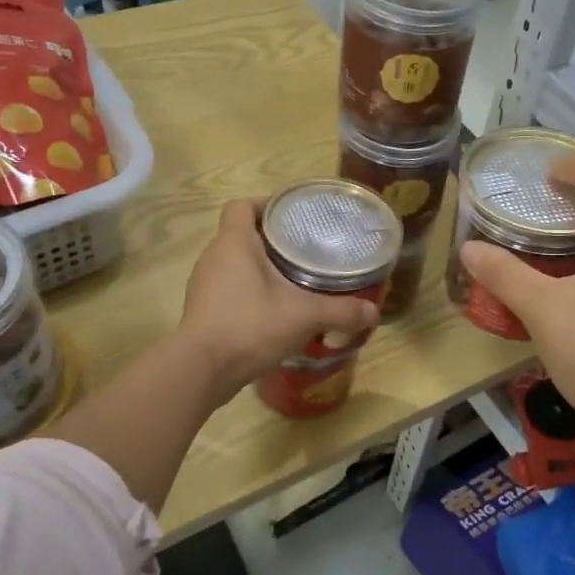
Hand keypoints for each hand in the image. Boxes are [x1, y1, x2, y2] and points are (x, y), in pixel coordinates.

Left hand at [177, 199, 379, 396]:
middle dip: (271, 240)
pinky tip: (273, 312)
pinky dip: (249, 293)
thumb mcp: (304, 316)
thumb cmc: (250, 325)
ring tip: (293, 280)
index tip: (293, 216)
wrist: (201, 370)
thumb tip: (373, 312)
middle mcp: (213, 257)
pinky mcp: (203, 311)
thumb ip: (341, 311)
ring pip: (235, 264)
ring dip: (260, 269)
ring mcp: (204, 285)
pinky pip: (229, 290)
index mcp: (234, 243)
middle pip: (241, 234)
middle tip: (304, 250)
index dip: (266, 204)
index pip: (242, 205)